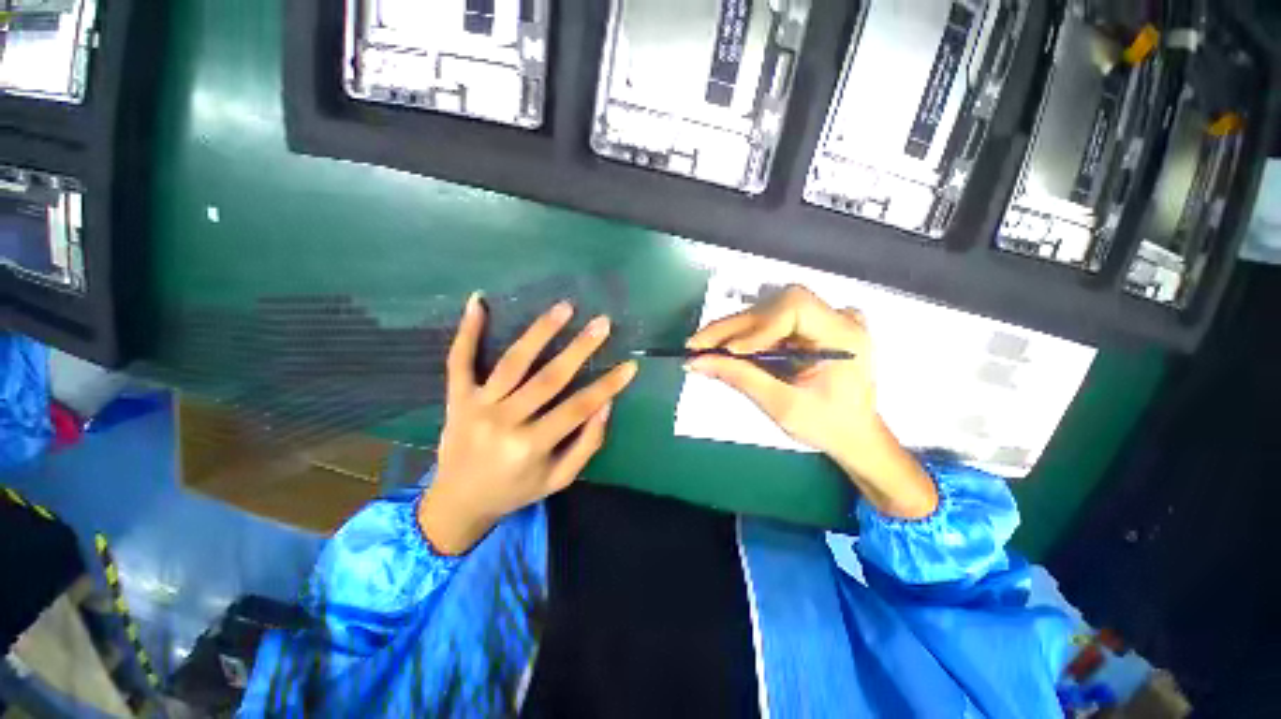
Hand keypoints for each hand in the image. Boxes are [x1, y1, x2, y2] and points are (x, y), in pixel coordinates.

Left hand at [419, 294, 638, 554]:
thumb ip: (586, 445)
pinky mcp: (456, 397)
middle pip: (548, 378)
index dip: (607, 385)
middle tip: (602, 323)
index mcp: (530, 446)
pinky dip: (468, 331)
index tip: (630, 365)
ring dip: (540, 331)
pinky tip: (478, 301)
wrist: (458, 502)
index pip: (578, 408)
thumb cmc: (516, 490)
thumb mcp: (559, 479)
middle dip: (580, 348)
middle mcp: (504, 422)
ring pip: (513, 362)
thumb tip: (606, 405)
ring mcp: (477, 406)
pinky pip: (459, 360)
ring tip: (564, 308)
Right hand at [686, 285, 936, 518]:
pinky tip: (726, 347)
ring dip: (734, 330)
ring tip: (705, 347)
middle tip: (696, 345)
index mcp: (843, 336)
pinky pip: (772, 321)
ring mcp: (825, 319)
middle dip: (732, 327)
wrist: (855, 435)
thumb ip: (741, 378)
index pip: (794, 308)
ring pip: (768, 311)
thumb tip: (698, 361)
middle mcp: (837, 318)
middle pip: (774, 306)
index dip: (756, 326)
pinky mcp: (812, 326)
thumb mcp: (783, 406)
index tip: (728, 351)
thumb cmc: (827, 426)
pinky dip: (746, 334)